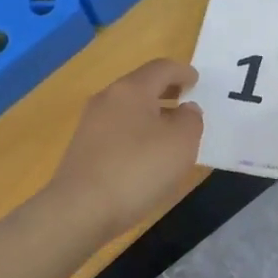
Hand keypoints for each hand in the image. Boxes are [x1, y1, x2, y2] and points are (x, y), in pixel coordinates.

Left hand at [49, 58, 203, 237]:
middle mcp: (107, 99)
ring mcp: (91, 125)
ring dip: (152, 115)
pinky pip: (118, 131)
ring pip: (128, 110)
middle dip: (166, 91)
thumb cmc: (138, 169)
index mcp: (131, 90)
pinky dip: (137, 133)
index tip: (196, 80)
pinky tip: (147, 155)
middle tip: (186, 102)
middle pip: (141, 86)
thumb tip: (185, 110)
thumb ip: (191, 120)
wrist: (81, 209)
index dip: (182, 72)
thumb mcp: (181, 143)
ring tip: (171, 133)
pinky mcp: (84, 150)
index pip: (161, 68)